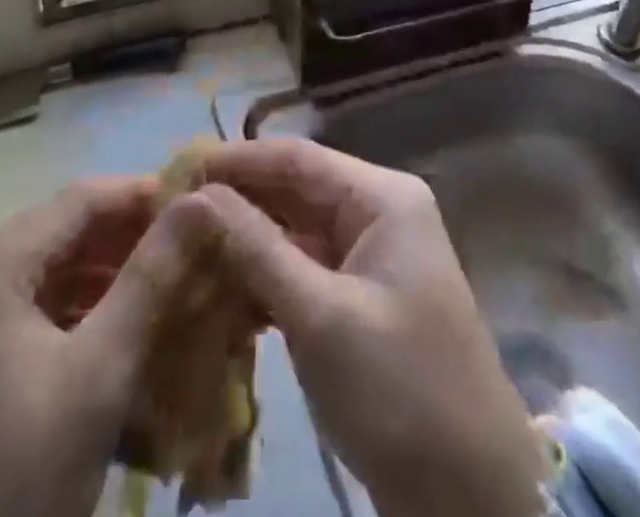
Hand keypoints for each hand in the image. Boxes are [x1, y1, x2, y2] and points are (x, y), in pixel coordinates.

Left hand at [0, 176, 192, 516]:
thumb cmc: (14, 484)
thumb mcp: (98, 375)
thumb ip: (152, 277)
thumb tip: (200, 201)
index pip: (79, 200)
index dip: (142, 195)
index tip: (198, 207)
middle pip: (59, 236)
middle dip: (126, 243)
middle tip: (190, 255)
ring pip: (41, 277)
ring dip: (101, 282)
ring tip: (165, 295)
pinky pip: (19, 317)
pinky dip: (68, 319)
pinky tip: (113, 340)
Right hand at [192, 139, 548, 516]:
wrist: (471, 501)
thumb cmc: (401, 392)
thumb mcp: (322, 317)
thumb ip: (257, 249)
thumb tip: (196, 195)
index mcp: (382, 198)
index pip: (297, 158)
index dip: (236, 160)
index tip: (176, 171)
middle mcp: (377, 213)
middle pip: (294, 191)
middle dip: (236, 202)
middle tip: (169, 213)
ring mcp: (369, 257)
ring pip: (294, 232)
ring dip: (244, 243)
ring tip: (182, 249)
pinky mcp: (359, 300)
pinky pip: (302, 271)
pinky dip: (263, 280)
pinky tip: (216, 293)